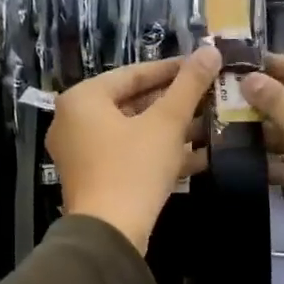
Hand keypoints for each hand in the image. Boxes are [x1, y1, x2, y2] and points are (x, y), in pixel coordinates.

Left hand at [49, 47, 221, 253]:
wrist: (109, 234)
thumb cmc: (133, 168)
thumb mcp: (166, 123)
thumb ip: (189, 85)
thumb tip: (210, 49)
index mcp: (83, 99)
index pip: (133, 73)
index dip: (172, 69)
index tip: (203, 66)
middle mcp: (73, 121)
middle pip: (132, 102)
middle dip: (174, 101)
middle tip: (209, 94)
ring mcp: (80, 152)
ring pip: (133, 130)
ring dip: (171, 128)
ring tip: (210, 121)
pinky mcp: (93, 178)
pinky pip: (128, 154)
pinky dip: (158, 152)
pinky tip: (198, 154)